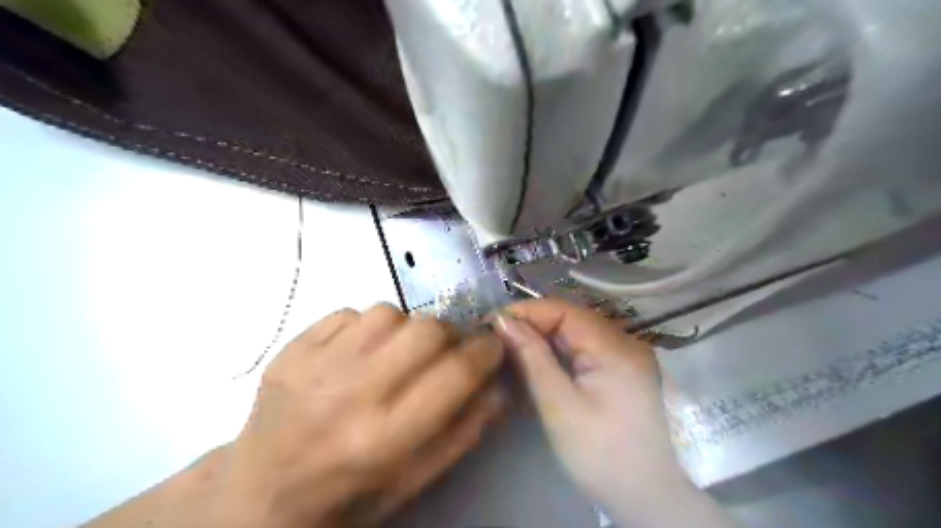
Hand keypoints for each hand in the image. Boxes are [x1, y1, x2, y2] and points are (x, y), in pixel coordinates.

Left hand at [225, 306, 507, 527]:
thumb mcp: (413, 481)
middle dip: (449, 335)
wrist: (261, 491)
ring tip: (398, 352)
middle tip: (445, 350)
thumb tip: (497, 385)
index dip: (485, 351)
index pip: (455, 372)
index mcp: (383, 439)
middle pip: (426, 330)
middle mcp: (350, 395)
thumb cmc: (346, 495)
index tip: (490, 346)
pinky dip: (367, 326)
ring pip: (389, 313)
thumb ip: (462, 432)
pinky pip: (349, 312)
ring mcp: (315, 366)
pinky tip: (360, 352)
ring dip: (406, 328)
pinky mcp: (292, 349)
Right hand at [493, 301, 688, 515]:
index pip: (564, 310)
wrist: (651, 500)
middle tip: (498, 339)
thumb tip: (504, 322)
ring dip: (544, 339)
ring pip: (577, 334)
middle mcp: (625, 342)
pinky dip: (560, 354)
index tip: (494, 323)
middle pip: (571, 319)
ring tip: (512, 350)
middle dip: (533, 325)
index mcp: (615, 347)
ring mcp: (626, 357)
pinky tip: (539, 364)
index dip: (527, 312)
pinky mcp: (623, 372)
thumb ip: (532, 358)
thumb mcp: (560, 406)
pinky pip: (586, 351)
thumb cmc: (602, 455)